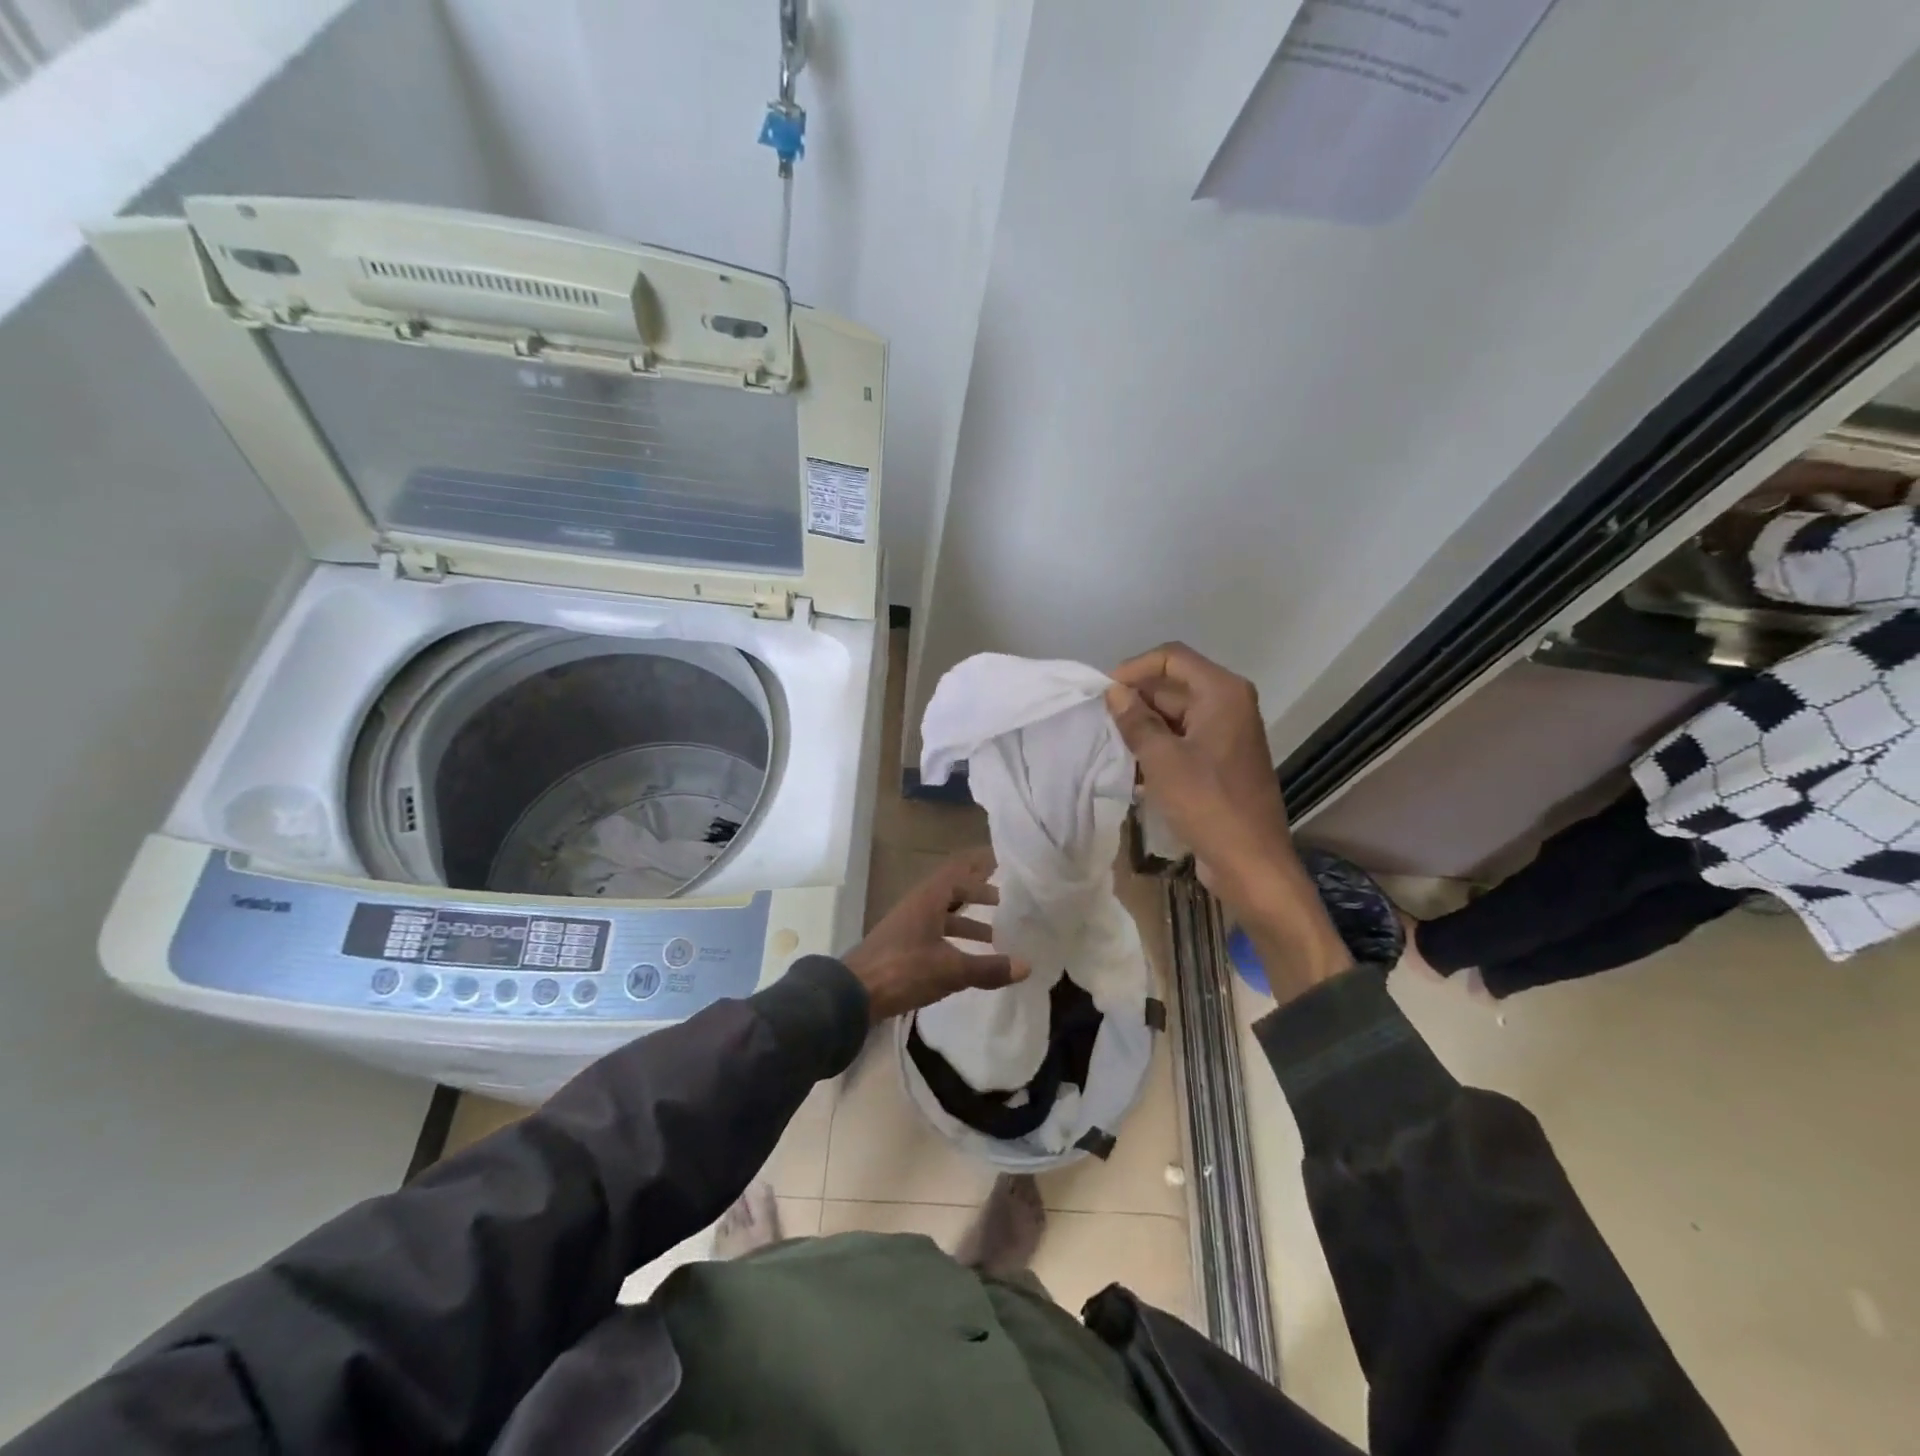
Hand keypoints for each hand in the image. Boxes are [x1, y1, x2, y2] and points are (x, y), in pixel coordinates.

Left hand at [842, 848, 1028, 1022]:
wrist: (853, 995)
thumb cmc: (903, 971)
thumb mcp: (951, 970)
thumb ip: (988, 968)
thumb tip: (1026, 965)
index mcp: (929, 898)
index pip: (960, 870)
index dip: (982, 866)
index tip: (1005, 866)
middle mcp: (918, 904)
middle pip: (953, 890)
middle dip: (979, 894)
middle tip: (1007, 901)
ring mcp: (908, 924)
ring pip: (945, 913)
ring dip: (969, 921)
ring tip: (996, 936)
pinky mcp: (902, 944)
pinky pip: (936, 931)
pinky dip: (955, 938)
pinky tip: (969, 958)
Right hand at [1107, 644, 1351, 996]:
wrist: (1251, 863)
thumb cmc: (1208, 804)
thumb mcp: (1162, 760)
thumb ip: (1136, 721)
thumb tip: (1114, 693)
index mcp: (1222, 693)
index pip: (1171, 658)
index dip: (1133, 670)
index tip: (1103, 695)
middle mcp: (1228, 705)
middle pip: (1172, 687)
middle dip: (1135, 703)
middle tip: (1100, 726)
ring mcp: (1226, 735)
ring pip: (1174, 717)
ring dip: (1143, 730)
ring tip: (1111, 750)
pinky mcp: (1220, 762)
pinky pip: (1182, 742)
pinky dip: (1158, 750)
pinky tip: (1132, 773)